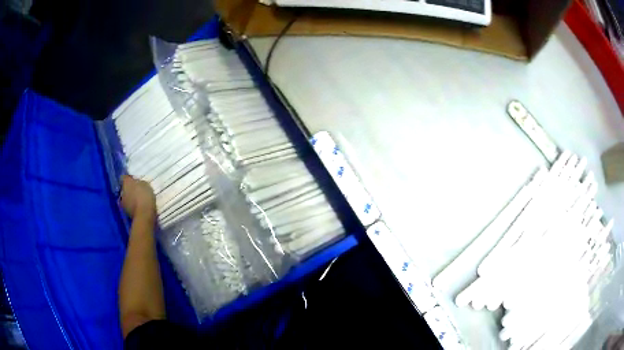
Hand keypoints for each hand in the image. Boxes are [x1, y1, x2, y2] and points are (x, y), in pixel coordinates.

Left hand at [120, 175, 155, 219]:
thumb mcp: (145, 184)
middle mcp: (122, 191)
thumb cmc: (145, 196)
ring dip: (130, 198)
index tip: (135, 180)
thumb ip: (139, 183)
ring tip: (138, 200)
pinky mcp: (126, 212)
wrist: (144, 214)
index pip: (124, 177)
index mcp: (126, 182)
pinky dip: (132, 206)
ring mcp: (123, 203)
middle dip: (129, 189)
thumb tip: (137, 184)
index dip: (129, 178)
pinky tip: (139, 207)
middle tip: (137, 190)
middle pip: (124, 188)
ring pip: (125, 198)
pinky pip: (129, 206)